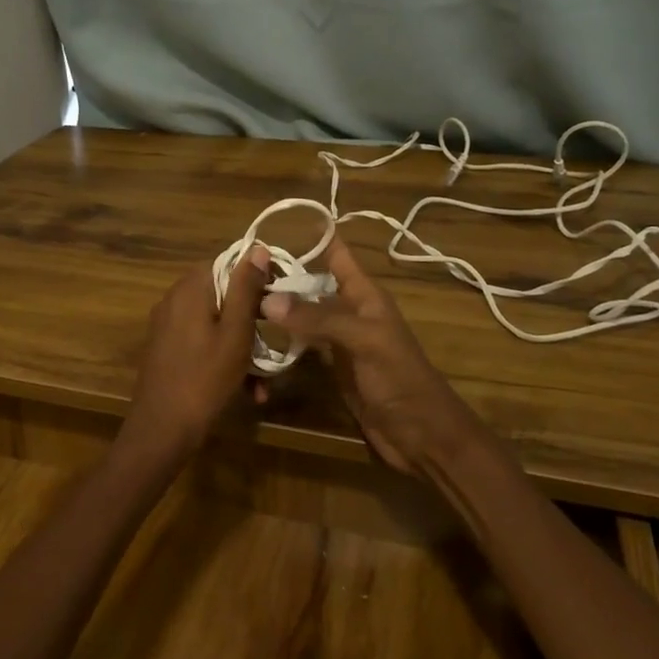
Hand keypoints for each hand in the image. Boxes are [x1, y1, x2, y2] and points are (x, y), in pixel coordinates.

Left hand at [125, 246, 271, 454]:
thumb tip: (256, 248)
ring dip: (243, 347)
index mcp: (191, 288)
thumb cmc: (205, 378)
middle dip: (253, 320)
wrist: (162, 430)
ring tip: (264, 381)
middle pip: (224, 295)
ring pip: (217, 323)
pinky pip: (203, 342)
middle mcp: (175, 299)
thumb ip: (246, 288)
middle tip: (275, 342)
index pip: (229, 262)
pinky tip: (247, 390)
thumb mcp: (235, 332)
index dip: (258, 275)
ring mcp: (168, 325)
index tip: (281, 297)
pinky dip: (224, 358)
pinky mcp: (167, 348)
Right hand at [260, 239, 483, 474]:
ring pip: (304, 312)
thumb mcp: (362, 340)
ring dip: (278, 304)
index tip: (270, 225)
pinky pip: (302, 342)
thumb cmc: (399, 378)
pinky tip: (255, 335)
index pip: (336, 252)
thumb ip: (318, 317)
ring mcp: (339, 339)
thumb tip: (267, 299)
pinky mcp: (330, 366)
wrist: (420, 433)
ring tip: (239, 295)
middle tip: (239, 266)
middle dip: (282, 271)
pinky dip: (282, 337)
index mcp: (364, 294)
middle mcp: (350, 309)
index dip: (310, 235)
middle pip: (312, 281)